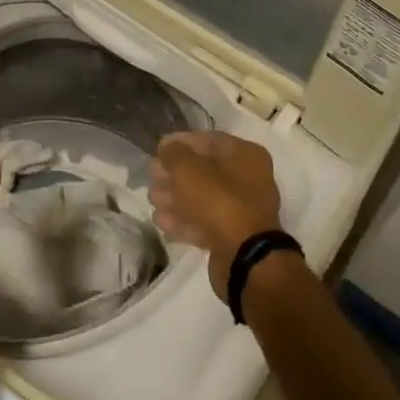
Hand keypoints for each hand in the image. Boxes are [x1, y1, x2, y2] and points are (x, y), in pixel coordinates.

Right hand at [148, 131, 282, 298]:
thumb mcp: (189, 169)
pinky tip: (161, 222)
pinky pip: (204, 222)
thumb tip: (168, 148)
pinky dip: (183, 221)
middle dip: (174, 174)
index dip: (180, 142)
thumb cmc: (218, 201)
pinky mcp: (232, 236)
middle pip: (204, 170)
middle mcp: (248, 179)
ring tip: (152, 200)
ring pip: (202, 198)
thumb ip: (174, 153)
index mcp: (245, 155)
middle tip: (151, 178)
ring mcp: (241, 210)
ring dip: (175, 198)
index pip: (209, 140)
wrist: (245, 258)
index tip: (157, 149)